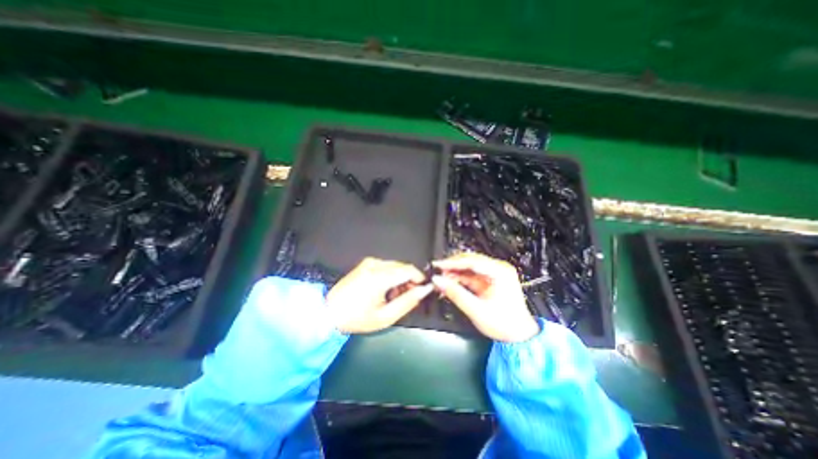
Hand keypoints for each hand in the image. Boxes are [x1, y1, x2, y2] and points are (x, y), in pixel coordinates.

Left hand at [328, 257, 436, 333]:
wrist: (329, 312)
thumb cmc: (357, 318)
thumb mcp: (385, 316)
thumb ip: (408, 301)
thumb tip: (424, 290)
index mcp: (379, 276)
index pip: (409, 270)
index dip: (419, 279)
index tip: (421, 291)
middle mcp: (375, 264)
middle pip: (403, 267)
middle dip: (409, 280)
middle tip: (406, 297)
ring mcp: (369, 262)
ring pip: (395, 266)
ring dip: (400, 278)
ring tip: (393, 296)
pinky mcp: (365, 263)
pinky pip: (386, 266)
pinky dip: (390, 276)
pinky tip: (384, 289)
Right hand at [431, 254, 540, 342]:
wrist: (519, 337)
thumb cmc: (504, 325)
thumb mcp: (476, 310)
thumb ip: (455, 293)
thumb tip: (438, 281)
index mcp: (500, 273)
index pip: (472, 261)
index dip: (452, 262)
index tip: (438, 265)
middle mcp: (498, 269)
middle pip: (470, 261)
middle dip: (452, 266)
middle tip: (437, 272)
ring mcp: (494, 274)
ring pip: (468, 267)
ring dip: (454, 272)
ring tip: (441, 279)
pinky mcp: (489, 280)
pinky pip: (471, 275)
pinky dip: (459, 279)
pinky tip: (449, 283)